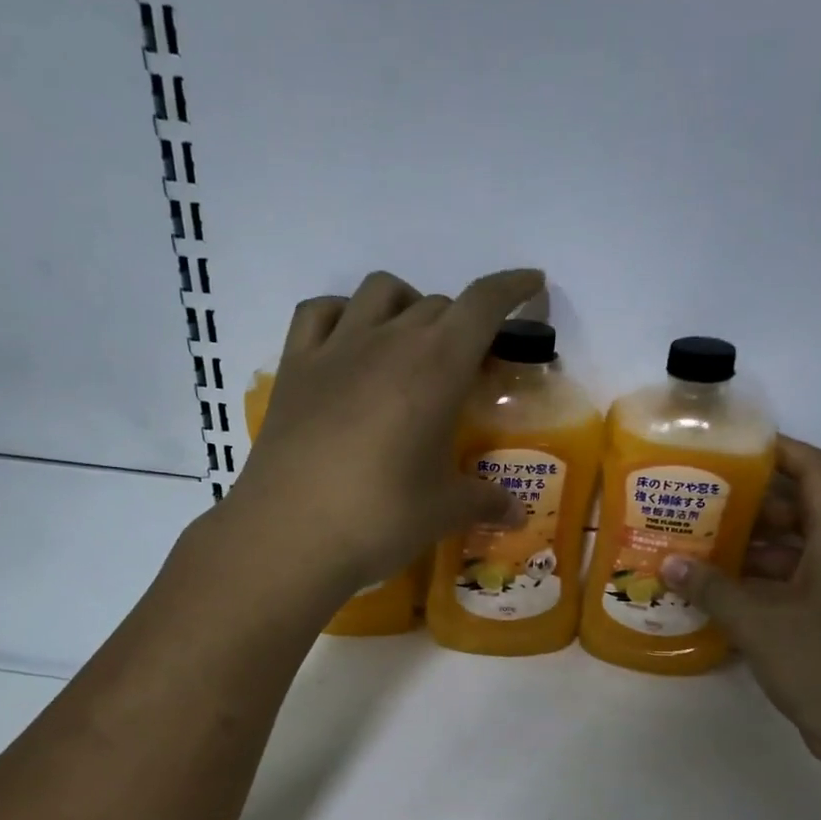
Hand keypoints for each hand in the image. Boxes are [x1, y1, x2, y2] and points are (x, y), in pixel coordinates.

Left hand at [219, 268, 541, 598]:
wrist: (289, 536)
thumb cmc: (380, 518)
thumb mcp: (444, 511)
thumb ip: (485, 502)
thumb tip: (518, 515)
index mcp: (436, 366)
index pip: (482, 305)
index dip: (512, 287)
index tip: (531, 284)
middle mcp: (388, 341)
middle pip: (436, 304)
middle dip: (463, 324)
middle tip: (469, 367)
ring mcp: (335, 349)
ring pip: (379, 291)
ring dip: (407, 305)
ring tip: (412, 344)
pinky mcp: (294, 368)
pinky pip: (319, 313)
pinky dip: (344, 314)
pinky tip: (350, 344)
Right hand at [659, 437, 820, 778]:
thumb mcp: (761, 623)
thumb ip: (713, 589)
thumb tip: (668, 563)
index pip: (815, 470)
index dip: (779, 451)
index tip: (733, 448)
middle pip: (798, 509)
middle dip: (749, 502)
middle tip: (697, 499)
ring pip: (790, 550)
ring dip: (747, 546)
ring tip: (694, 542)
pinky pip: (788, 585)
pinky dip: (754, 582)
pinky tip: (713, 590)